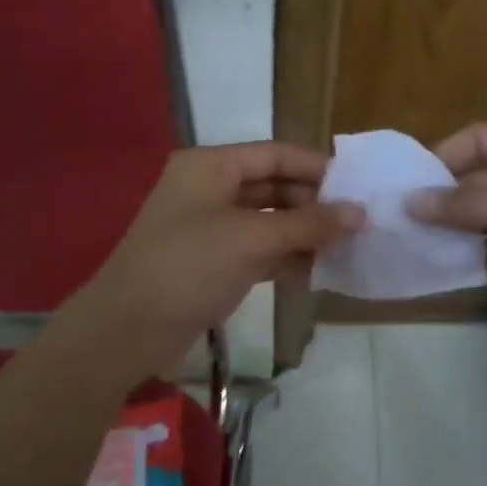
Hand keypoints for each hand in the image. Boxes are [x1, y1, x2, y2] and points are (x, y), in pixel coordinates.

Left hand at [50, 142, 363, 386]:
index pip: (274, 154)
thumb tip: (360, 213)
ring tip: (348, 246)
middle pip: (273, 186)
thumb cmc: (188, 266)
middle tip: (359, 221)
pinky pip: (258, 250)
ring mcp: (210, 227)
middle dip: (313, 203)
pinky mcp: (212, 263)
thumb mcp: (251, 239)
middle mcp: (210, 189)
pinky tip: (319, 270)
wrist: (126, 331)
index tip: (357, 185)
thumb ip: (308, 224)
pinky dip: (285, 257)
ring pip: (268, 220)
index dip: (316, 167)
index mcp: (211, 166)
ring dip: (303, 233)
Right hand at [407, 123, 486, 343]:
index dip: (441, 158)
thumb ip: (468, 204)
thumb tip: (411, 203)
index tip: (407, 188)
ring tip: (418, 245)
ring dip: (458, 227)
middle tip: (402, 223)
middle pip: (480, 176)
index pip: (478, 139)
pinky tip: (451, 265)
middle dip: (445, 198)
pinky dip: (479, 252)